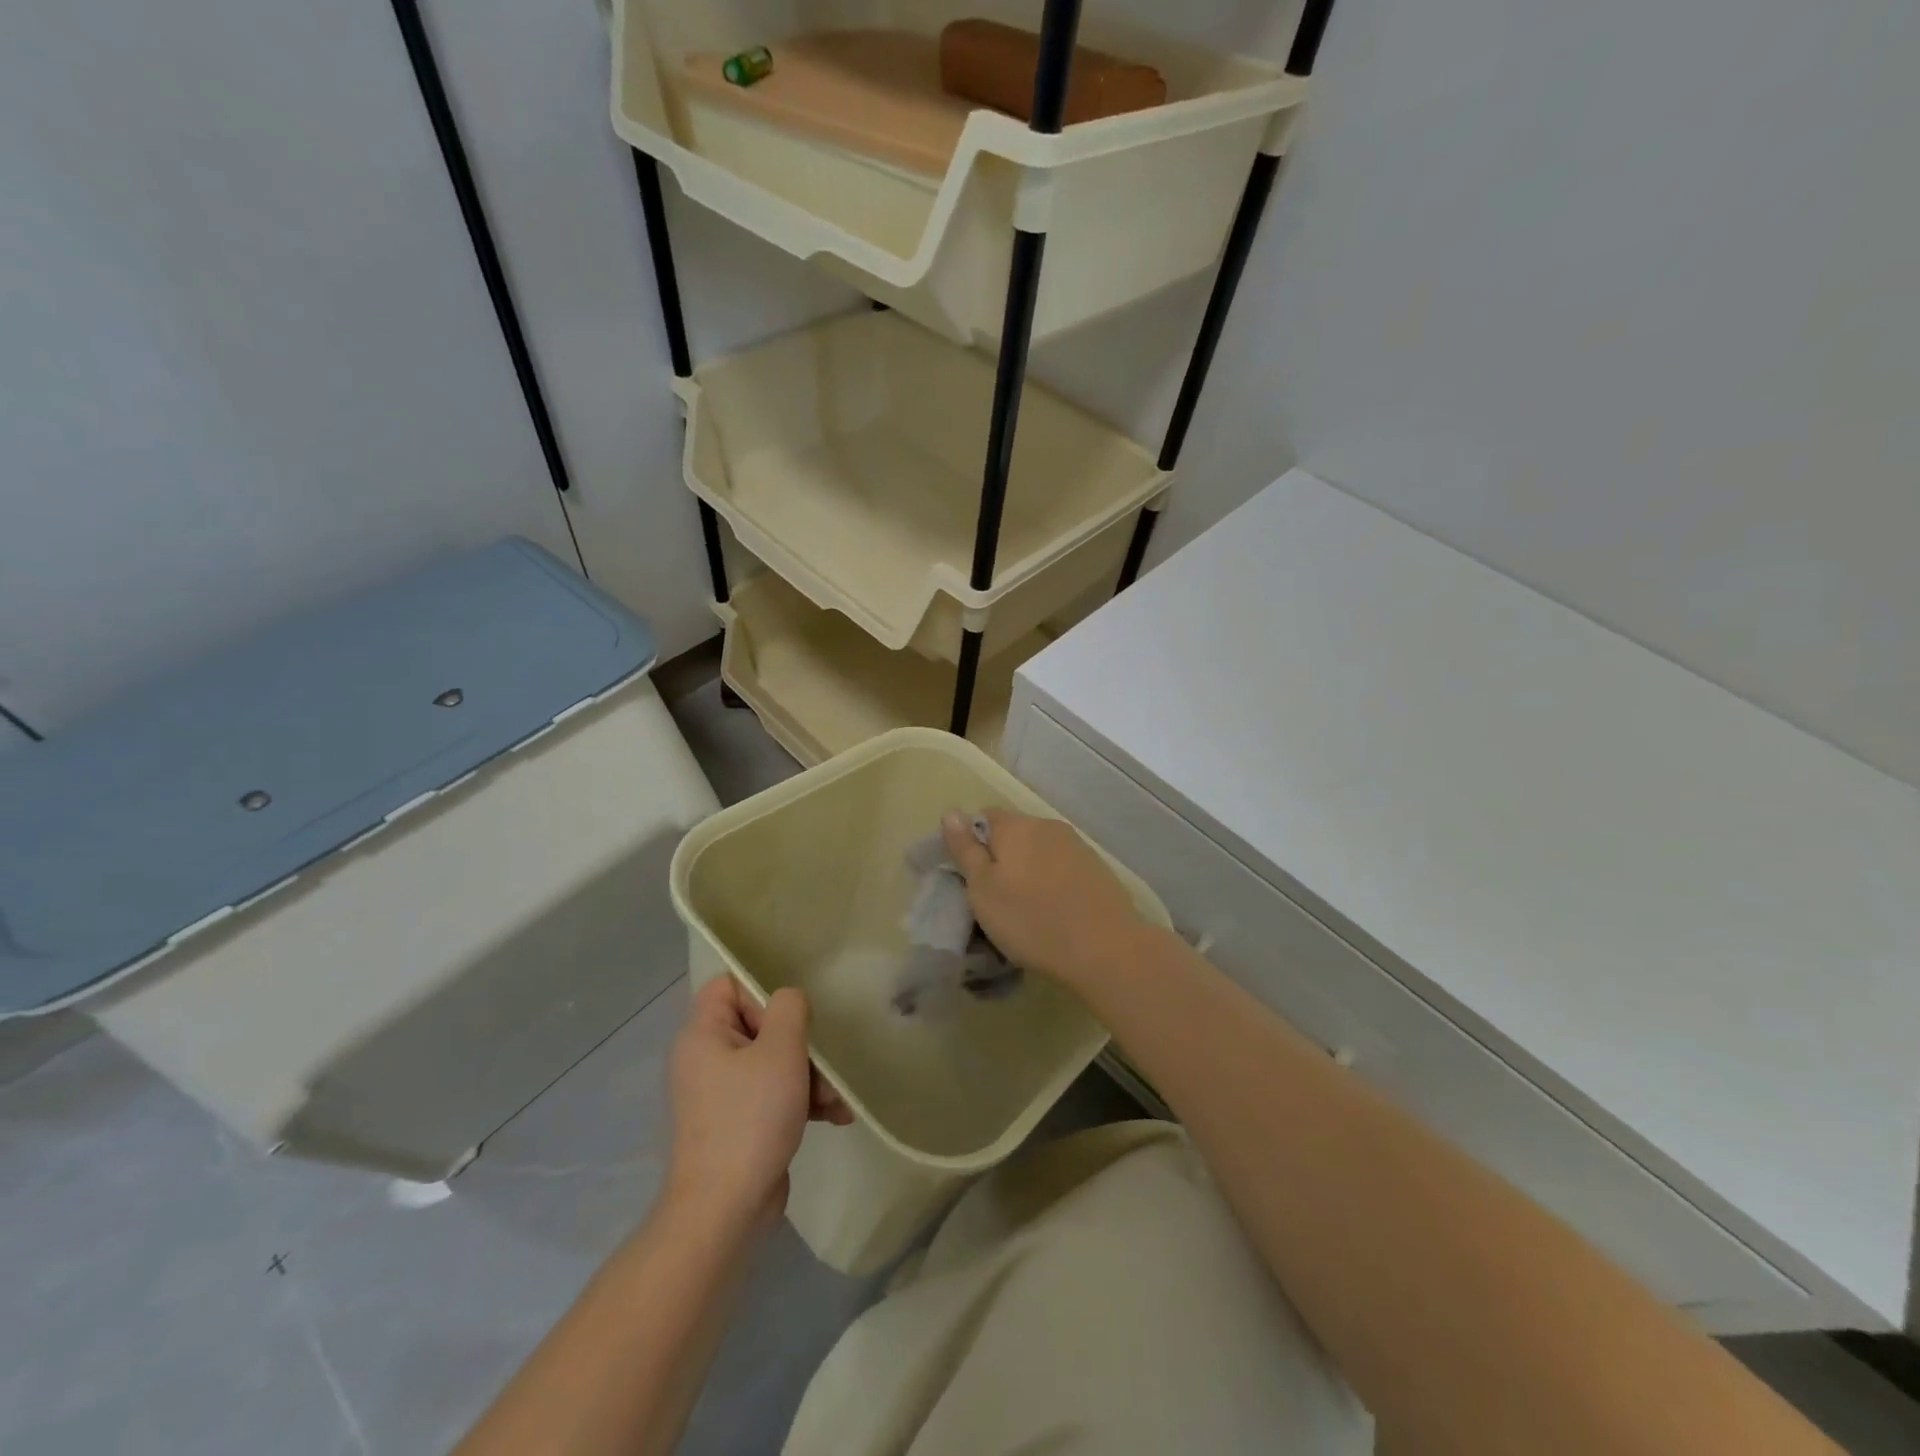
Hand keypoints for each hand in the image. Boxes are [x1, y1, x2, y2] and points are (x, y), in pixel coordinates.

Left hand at [664, 978, 852, 1233]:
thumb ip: (789, 1009)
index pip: (728, 986)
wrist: (725, 1210)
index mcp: (703, 1034)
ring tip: (836, 1099)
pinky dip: (801, 1101)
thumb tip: (788, 1000)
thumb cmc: (751, 1118)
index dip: (762, 992)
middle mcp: (706, 1058)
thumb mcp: (780, 1051)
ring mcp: (722, 1094)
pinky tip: (835, 1116)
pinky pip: (773, 1095)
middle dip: (800, 1044)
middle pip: (759, 1025)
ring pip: (773, 1062)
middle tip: (823, 1063)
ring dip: (810, 1076)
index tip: (790, 1018)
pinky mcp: (739, 1123)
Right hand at [941, 809, 1145, 990]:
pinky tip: (1054, 910)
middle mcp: (1046, 825)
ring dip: (1028, 870)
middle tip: (994, 898)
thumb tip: (951, 812)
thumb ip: (966, 849)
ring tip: (1025, 907)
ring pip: (1039, 850)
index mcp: (1015, 826)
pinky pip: (1062, 867)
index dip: (971, 842)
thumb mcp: (983, 890)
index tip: (969, 876)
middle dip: (1001, 858)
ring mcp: (1076, 845)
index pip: (983, 817)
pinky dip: (1052, 882)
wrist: (1105, 947)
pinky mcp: (1097, 868)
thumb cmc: (1031, 919)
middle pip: (1014, 833)